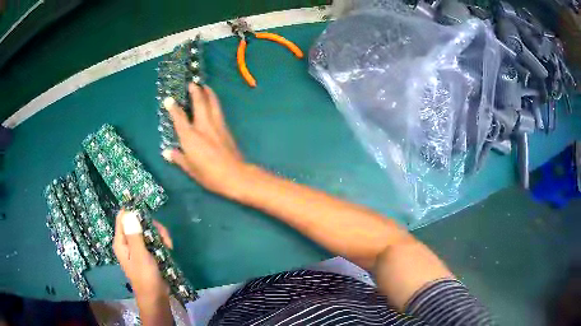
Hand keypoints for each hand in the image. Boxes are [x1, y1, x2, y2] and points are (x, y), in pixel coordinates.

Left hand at [112, 209, 172, 298]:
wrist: (156, 297)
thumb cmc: (145, 277)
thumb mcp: (140, 255)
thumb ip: (134, 234)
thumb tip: (129, 212)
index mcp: (121, 242)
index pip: (122, 218)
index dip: (133, 212)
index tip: (147, 213)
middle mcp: (127, 242)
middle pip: (137, 222)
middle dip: (151, 226)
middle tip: (163, 235)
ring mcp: (138, 248)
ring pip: (147, 231)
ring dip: (159, 234)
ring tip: (168, 244)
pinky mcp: (147, 253)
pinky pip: (153, 240)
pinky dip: (161, 242)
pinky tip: (169, 248)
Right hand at [161, 83, 248, 197]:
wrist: (235, 175)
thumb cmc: (209, 175)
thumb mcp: (190, 169)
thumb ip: (178, 158)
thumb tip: (167, 152)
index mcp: (190, 136)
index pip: (179, 118)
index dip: (173, 108)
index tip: (168, 99)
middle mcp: (203, 126)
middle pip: (199, 103)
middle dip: (195, 91)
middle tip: (192, 83)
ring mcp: (216, 125)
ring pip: (212, 103)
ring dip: (208, 93)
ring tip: (205, 86)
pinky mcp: (225, 128)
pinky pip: (218, 110)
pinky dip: (214, 102)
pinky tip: (213, 102)